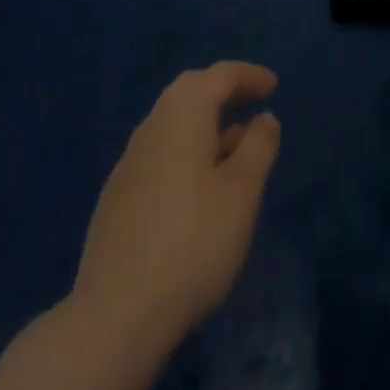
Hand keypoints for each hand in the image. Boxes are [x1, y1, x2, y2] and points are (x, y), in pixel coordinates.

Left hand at [71, 62, 281, 350]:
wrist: (116, 314)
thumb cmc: (192, 243)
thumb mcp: (241, 193)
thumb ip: (258, 148)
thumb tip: (265, 118)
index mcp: (183, 114)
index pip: (219, 76)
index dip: (249, 75)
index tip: (273, 85)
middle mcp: (153, 125)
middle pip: (190, 90)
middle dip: (223, 91)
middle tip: (251, 102)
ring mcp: (130, 160)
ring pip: (172, 122)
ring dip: (204, 122)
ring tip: (232, 146)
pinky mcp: (118, 195)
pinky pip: (159, 150)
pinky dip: (185, 148)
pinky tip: (197, 184)